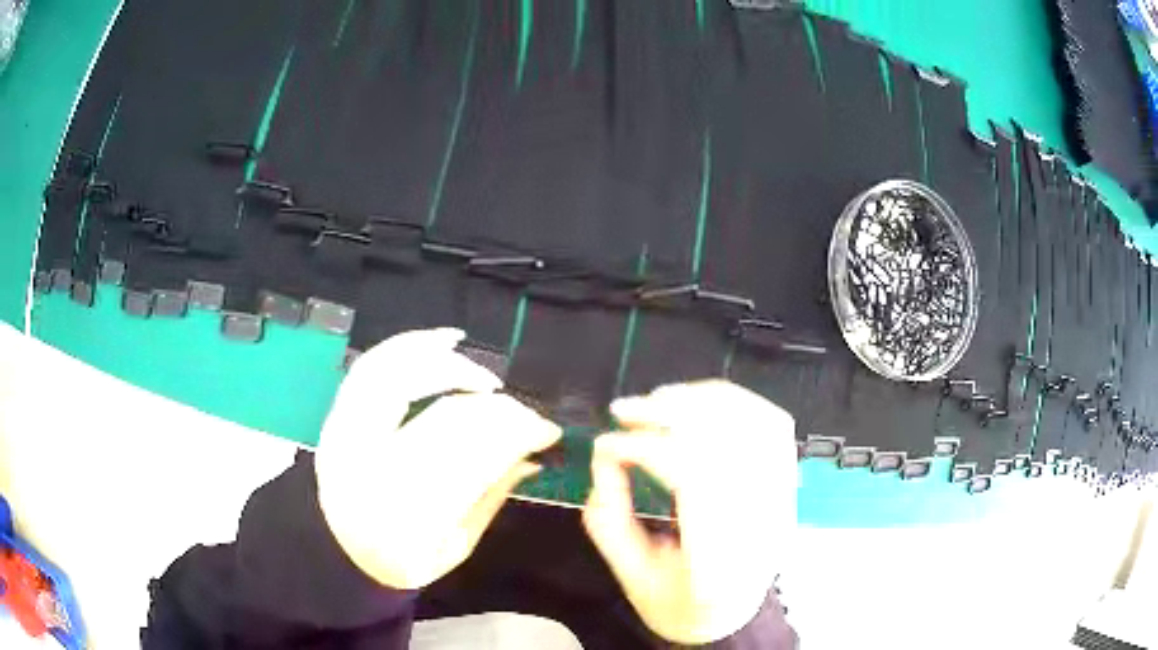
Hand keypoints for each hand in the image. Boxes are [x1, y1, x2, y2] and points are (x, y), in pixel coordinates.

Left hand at [315, 328, 561, 588]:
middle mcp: (370, 470)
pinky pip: (371, 366)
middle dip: (495, 409)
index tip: (548, 430)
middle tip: (524, 410)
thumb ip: (492, 496)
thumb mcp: (456, 546)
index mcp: (404, 518)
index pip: (471, 460)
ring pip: (400, 377)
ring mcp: (345, 435)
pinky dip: (407, 345)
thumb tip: (533, 454)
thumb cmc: (401, 561)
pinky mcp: (336, 415)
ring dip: (449, 365)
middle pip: (443, 419)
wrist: (336, 552)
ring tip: (486, 375)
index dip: (515, 437)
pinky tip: (442, 341)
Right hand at [582, 381, 797, 644]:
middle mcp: (763, 525)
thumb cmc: (680, 605)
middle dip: (672, 413)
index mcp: (721, 563)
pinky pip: (773, 424)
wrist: (731, 616)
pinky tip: (699, 402)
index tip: (607, 444)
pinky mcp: (787, 483)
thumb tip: (604, 457)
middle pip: (731, 443)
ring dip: (704, 400)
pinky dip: (735, 401)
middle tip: (626, 410)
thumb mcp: (631, 577)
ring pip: (757, 424)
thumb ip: (608, 520)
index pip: (696, 480)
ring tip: (658, 399)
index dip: (646, 449)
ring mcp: (783, 500)